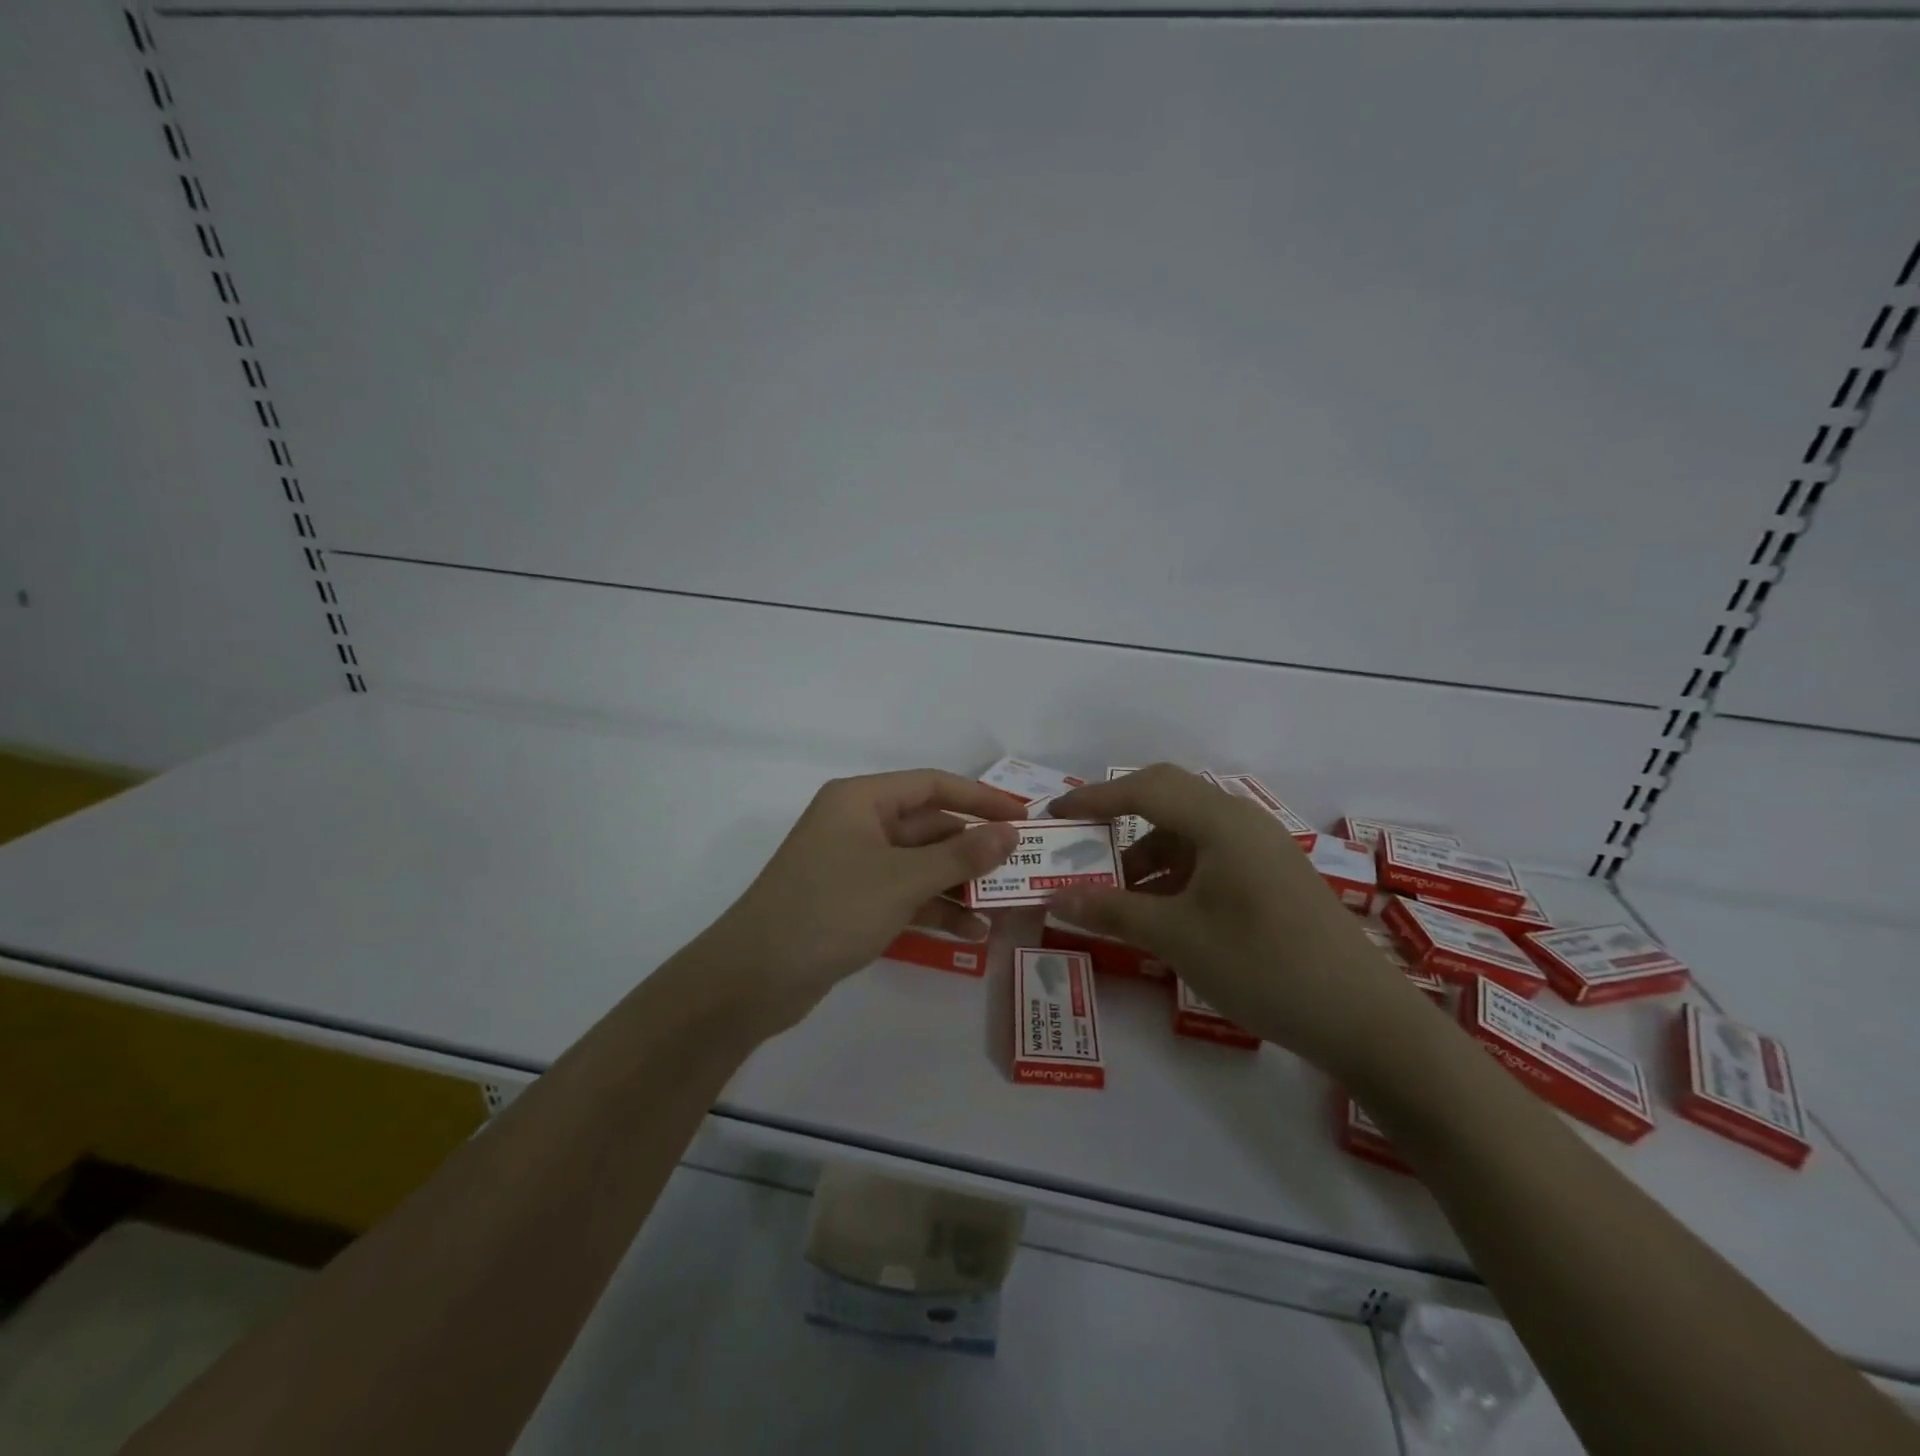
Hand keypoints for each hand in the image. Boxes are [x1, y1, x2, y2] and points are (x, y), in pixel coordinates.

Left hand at [698, 769, 1023, 1033]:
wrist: (754, 978)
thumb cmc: (830, 910)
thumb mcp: (902, 881)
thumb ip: (960, 856)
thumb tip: (1009, 834)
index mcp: (862, 800)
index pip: (933, 785)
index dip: (981, 799)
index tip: (1025, 819)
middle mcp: (859, 824)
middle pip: (930, 826)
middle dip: (974, 849)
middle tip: (1024, 869)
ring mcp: (855, 865)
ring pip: (921, 865)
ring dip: (960, 884)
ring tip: (1006, 907)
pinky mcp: (853, 902)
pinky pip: (905, 895)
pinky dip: (935, 909)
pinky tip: (971, 933)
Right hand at [1049, 764, 1428, 1074]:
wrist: (1364, 1019)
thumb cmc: (1262, 965)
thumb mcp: (1176, 937)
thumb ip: (1112, 910)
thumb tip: (1056, 897)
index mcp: (1220, 821)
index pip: (1144, 789)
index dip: (1093, 798)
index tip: (1053, 815)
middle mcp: (1242, 822)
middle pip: (1168, 799)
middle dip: (1119, 819)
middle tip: (1081, 844)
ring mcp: (1262, 849)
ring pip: (1189, 832)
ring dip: (1147, 854)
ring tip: (1115, 895)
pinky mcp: (1272, 877)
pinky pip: (1210, 857)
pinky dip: (1175, 874)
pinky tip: (1161, 912)